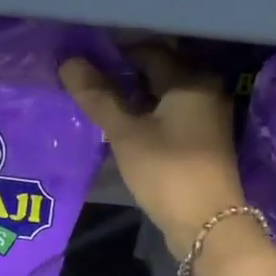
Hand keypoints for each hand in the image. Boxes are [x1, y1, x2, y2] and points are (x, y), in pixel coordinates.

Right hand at [60, 45, 244, 257]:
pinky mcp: (203, 140)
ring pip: (164, 94)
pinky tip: (125, 126)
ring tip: (101, 104)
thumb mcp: (126, 134)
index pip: (148, 51)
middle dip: (124, 74)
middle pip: (159, 71)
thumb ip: (98, 98)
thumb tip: (68, 62)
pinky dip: (148, 114)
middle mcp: (205, 89)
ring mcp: (207, 116)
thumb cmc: (166, 171)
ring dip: (135, 96)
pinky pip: (171, 114)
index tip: (84, 63)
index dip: (114, 54)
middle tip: (89, 83)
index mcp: (190, 78)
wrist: (207, 223)